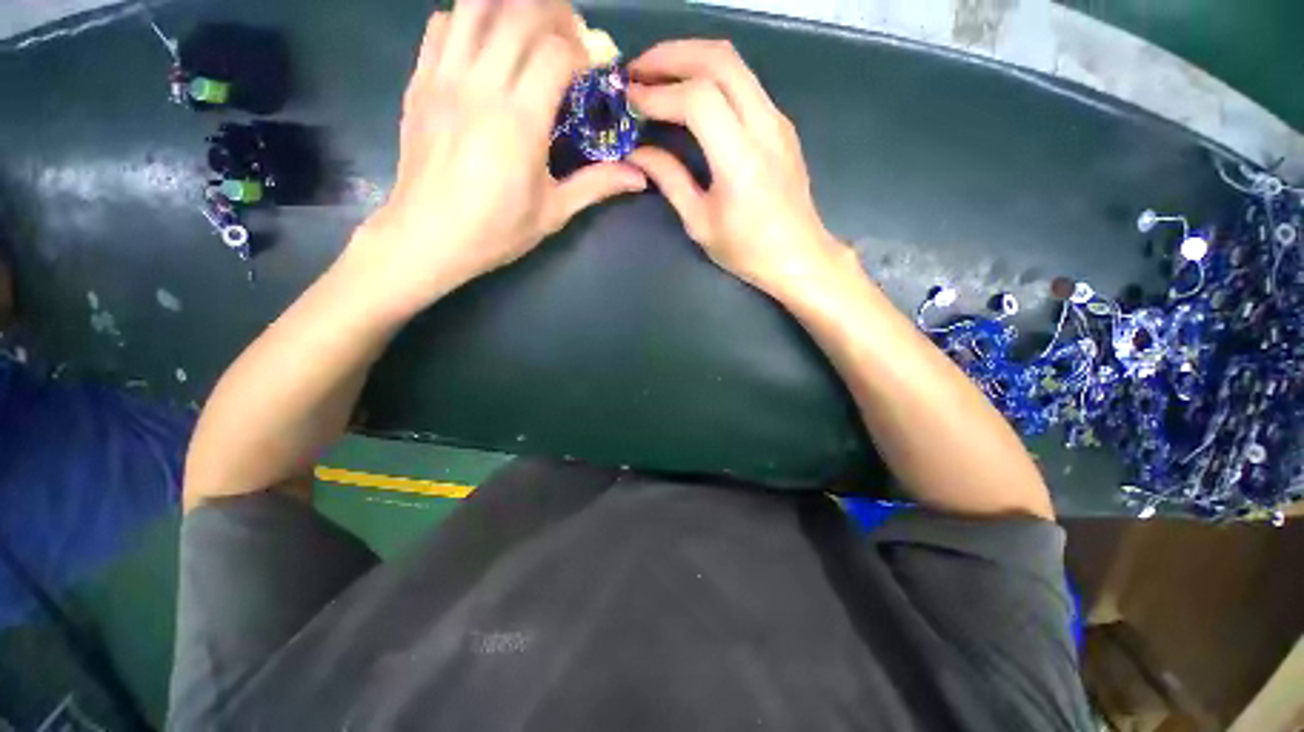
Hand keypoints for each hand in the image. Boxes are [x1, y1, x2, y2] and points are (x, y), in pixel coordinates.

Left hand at [345, 1, 646, 315]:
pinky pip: (443, 24)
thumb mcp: (554, 213)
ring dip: (510, 7)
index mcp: (519, 122)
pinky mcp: (419, 81)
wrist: (428, 236)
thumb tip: (640, 176)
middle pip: (519, 12)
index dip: (582, 50)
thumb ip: (596, 185)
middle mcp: (481, 86)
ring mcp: (444, 77)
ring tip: (529, 30)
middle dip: (553, 15)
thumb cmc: (496, 230)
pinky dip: (470, 20)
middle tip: (568, 38)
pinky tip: (486, 46)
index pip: (556, 52)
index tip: (592, 70)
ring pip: (476, 5)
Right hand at [627, 40, 844, 298]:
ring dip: (691, 58)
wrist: (798, 255)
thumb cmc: (747, 250)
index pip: (697, 100)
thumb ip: (669, 180)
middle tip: (637, 70)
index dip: (658, 93)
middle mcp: (765, 127)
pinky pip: (744, 81)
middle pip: (719, 60)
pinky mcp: (781, 124)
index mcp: (741, 160)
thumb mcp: (700, 222)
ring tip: (657, 74)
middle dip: (671, 55)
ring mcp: (778, 120)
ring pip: (734, 63)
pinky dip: (711, 75)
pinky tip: (690, 92)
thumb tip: (637, 153)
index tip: (629, 99)